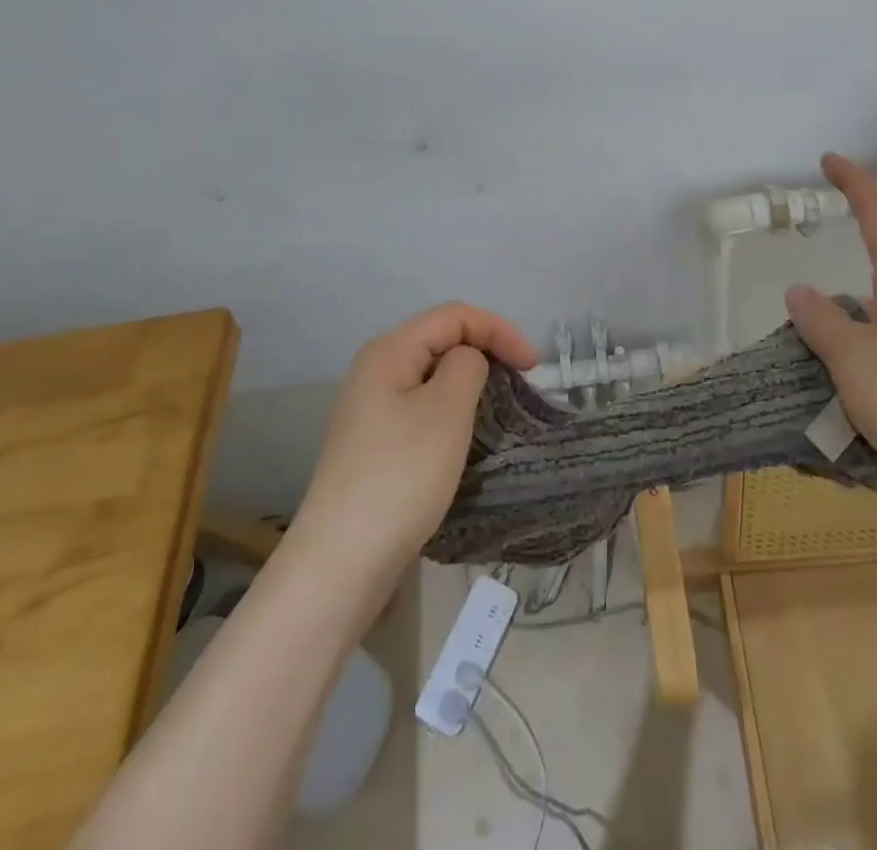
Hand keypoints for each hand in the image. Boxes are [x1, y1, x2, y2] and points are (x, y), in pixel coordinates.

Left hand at [286, 302, 535, 601]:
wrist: (342, 561)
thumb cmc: (401, 476)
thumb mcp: (446, 410)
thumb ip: (467, 366)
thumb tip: (466, 361)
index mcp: (389, 352)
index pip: (454, 316)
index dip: (499, 330)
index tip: (534, 367)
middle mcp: (375, 371)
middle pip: (441, 341)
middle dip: (486, 352)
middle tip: (521, 384)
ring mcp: (370, 410)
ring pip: (432, 377)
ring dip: (469, 384)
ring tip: (498, 409)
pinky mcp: (374, 445)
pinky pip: (421, 409)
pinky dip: (451, 412)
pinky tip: (464, 437)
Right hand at [784, 153, 876, 511]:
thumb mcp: (854, 358)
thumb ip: (822, 321)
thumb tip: (799, 290)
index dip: (855, 184)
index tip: (829, 160)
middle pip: (872, 286)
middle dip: (834, 304)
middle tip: (799, 323)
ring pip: (874, 335)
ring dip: (842, 350)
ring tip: (810, 381)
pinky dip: (858, 382)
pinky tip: (841, 413)